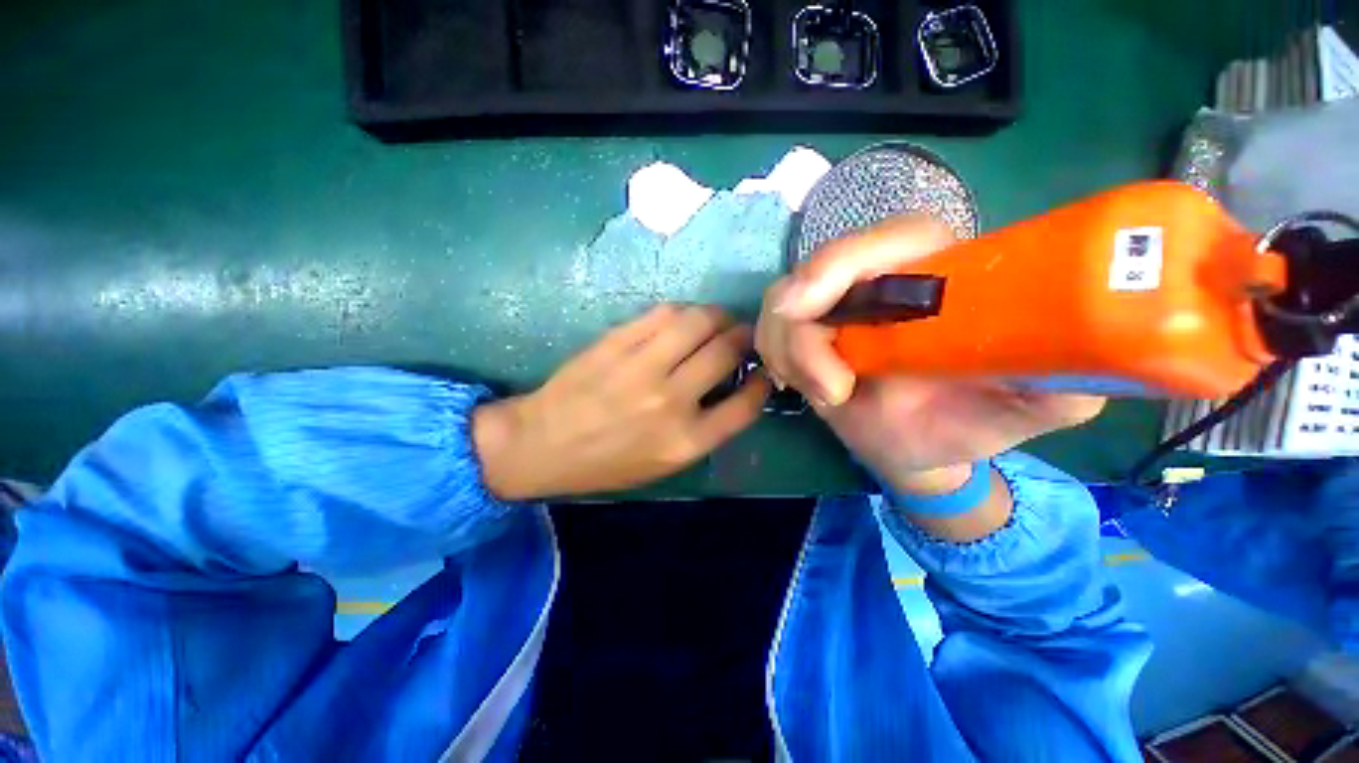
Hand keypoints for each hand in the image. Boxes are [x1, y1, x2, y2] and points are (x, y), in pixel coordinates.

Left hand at [473, 305, 769, 499]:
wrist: (542, 445)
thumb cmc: (606, 463)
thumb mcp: (664, 464)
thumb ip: (704, 429)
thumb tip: (732, 387)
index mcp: (686, 441)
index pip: (746, 404)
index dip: (762, 382)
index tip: (762, 371)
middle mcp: (671, 401)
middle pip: (727, 351)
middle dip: (745, 337)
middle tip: (742, 335)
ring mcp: (642, 367)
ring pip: (698, 321)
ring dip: (718, 316)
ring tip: (718, 320)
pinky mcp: (616, 342)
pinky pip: (663, 313)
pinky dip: (683, 312)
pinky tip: (682, 319)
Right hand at [756, 216, 1103, 495]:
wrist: (918, 446)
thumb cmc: (971, 424)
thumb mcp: (1036, 407)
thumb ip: (1064, 380)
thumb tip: (1080, 359)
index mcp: (941, 273)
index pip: (892, 237)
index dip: (843, 261)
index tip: (811, 311)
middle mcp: (881, 278)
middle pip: (816, 269)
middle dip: (802, 328)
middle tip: (827, 389)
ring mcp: (836, 304)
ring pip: (781, 302)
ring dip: (788, 351)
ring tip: (826, 397)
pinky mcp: (806, 330)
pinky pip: (770, 331)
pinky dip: (776, 358)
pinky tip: (800, 385)